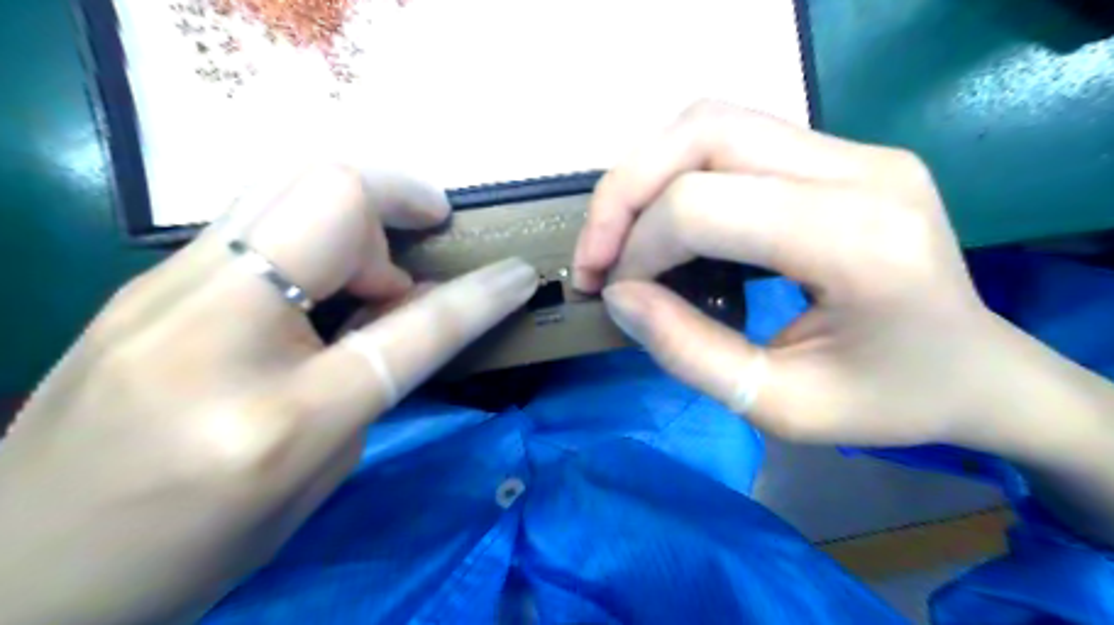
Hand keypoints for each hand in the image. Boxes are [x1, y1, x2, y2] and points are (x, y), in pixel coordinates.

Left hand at [0, 164, 538, 624]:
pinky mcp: (143, 280)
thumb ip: (373, 381)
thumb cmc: (190, 550)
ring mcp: (163, 292)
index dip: (479, 296)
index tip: (518, 274)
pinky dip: (312, 231)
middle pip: (331, 198)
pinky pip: (255, 216)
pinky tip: (317, 280)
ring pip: (287, 184)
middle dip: (399, 201)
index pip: (411, 329)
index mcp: (279, 418)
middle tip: (417, 251)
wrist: (17, 573)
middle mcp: (215, 333)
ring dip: (355, 215)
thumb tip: (405, 308)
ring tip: (369, 273)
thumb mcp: (316, 480)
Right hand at [578, 99, 1021, 445]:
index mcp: (859, 240)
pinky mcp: (840, 153)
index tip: (617, 296)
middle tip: (594, 256)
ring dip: (645, 175)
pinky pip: (733, 137)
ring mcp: (855, 149)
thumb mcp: (780, 407)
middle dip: (624, 193)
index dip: (638, 249)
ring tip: (619, 237)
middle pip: (702, 133)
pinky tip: (665, 221)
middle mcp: (860, 169)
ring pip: (711, 120)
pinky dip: (677, 172)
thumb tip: (619, 298)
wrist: (978, 370)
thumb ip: (688, 353)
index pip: (704, 205)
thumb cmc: (890, 402)